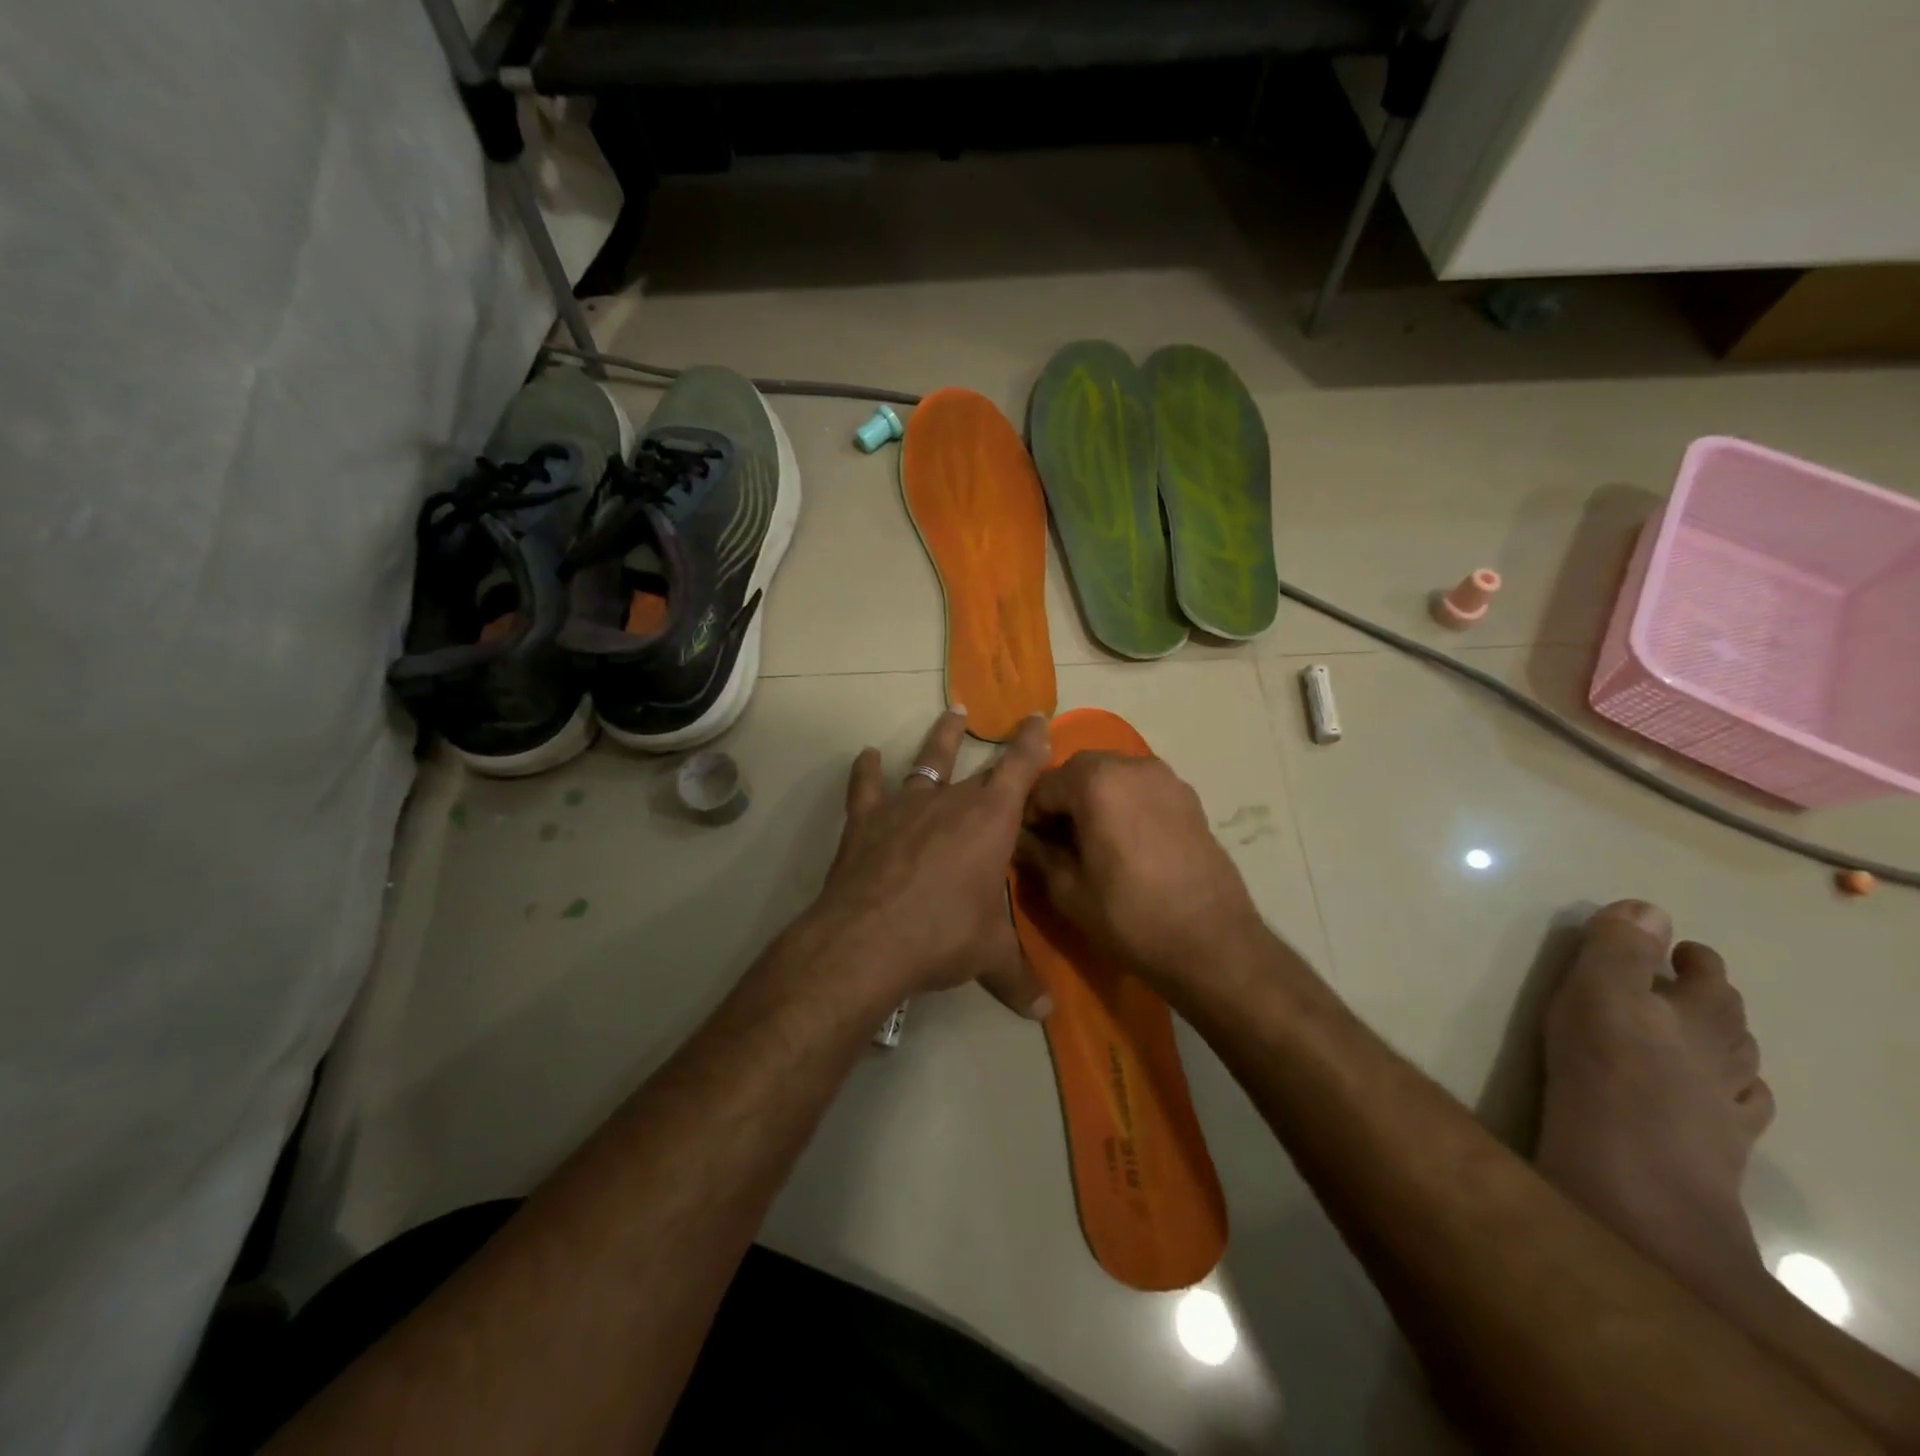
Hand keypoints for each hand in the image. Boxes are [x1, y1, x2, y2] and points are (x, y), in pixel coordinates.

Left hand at [806, 708, 1052, 1016]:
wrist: (868, 940)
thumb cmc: (944, 937)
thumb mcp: (990, 957)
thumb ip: (1020, 979)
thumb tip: (1046, 1013)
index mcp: (991, 821)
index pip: (1020, 769)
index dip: (1032, 742)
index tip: (1039, 717)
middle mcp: (951, 802)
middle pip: (979, 767)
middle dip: (997, 749)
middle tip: (1007, 728)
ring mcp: (905, 807)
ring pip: (927, 762)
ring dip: (940, 739)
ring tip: (950, 714)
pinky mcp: (866, 821)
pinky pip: (866, 788)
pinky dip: (866, 771)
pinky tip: (867, 756)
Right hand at [1013, 751, 1264, 986]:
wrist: (1213, 944)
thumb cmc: (1131, 918)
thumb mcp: (1068, 891)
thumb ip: (1037, 854)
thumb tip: (1019, 837)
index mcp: (1097, 782)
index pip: (1044, 784)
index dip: (1030, 814)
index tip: (1031, 844)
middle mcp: (1132, 766)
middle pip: (1080, 769)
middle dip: (1062, 798)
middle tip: (1059, 841)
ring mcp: (1166, 778)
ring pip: (1113, 774)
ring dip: (1093, 797)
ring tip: (1093, 841)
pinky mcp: (1189, 797)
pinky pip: (1141, 787)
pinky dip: (1124, 801)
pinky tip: (1126, 842)